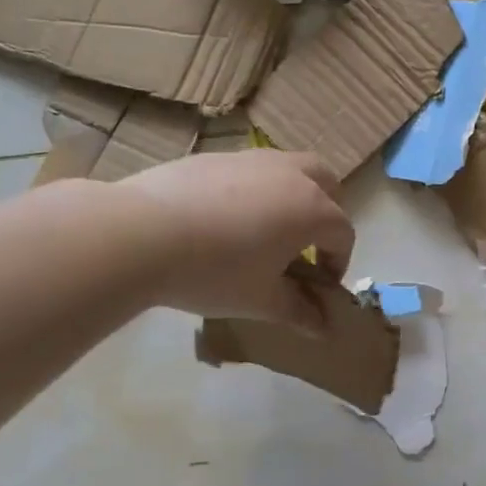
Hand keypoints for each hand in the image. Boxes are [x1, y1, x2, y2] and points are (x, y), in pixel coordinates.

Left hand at [117, 151, 354, 328]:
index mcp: (312, 210)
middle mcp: (292, 176)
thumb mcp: (261, 300)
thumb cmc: (215, 272)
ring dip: (294, 195)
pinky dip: (256, 189)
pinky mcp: (217, 156)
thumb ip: (299, 312)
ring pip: (291, 169)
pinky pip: (252, 169)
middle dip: (327, 214)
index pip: (342, 234)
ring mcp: (254, 160)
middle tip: (307, 245)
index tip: (319, 286)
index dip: (337, 262)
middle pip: (328, 184)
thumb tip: (324, 328)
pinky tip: (225, 219)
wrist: (142, 233)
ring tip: (268, 228)